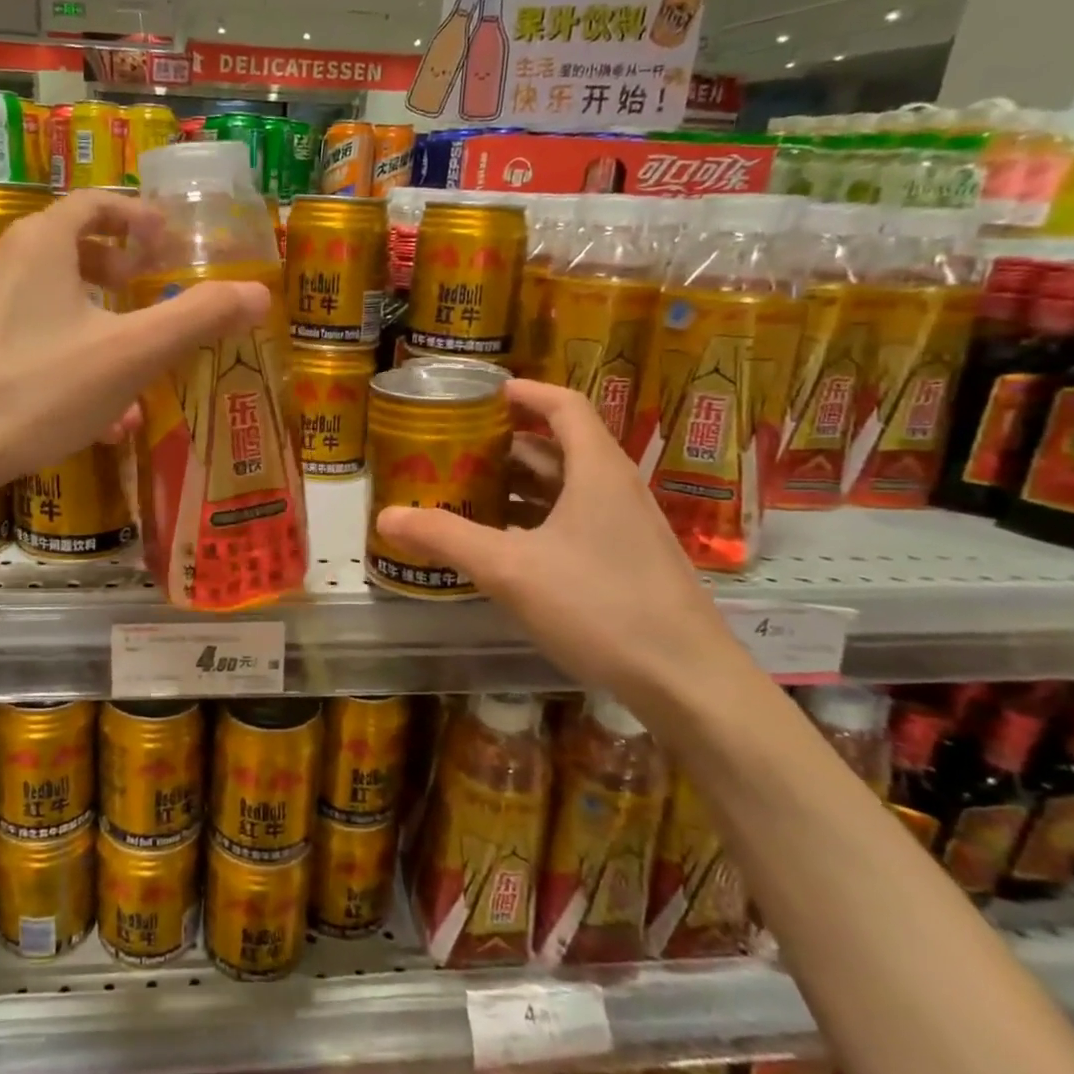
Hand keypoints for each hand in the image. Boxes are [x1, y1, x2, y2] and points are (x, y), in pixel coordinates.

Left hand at [0, 189, 268, 488]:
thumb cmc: (40, 389)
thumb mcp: (131, 354)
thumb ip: (196, 319)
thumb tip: (259, 294)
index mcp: (42, 244)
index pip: (94, 204)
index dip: (136, 216)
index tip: (166, 241)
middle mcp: (6, 262)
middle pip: (70, 246)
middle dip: (118, 266)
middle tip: (148, 287)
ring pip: (54, 297)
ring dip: (99, 318)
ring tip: (133, 356)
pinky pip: (34, 335)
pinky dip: (71, 352)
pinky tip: (98, 411)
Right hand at [375, 379, 748, 703]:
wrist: (687, 682)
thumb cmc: (600, 606)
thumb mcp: (510, 569)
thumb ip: (446, 537)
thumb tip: (385, 515)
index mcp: (597, 470)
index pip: (564, 405)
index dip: (525, 392)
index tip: (482, 395)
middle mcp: (615, 489)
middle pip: (560, 446)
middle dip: (507, 443)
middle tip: (457, 449)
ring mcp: (625, 528)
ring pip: (567, 488)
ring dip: (519, 484)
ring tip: (468, 491)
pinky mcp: (626, 562)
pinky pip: (574, 522)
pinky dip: (535, 519)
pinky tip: (503, 544)